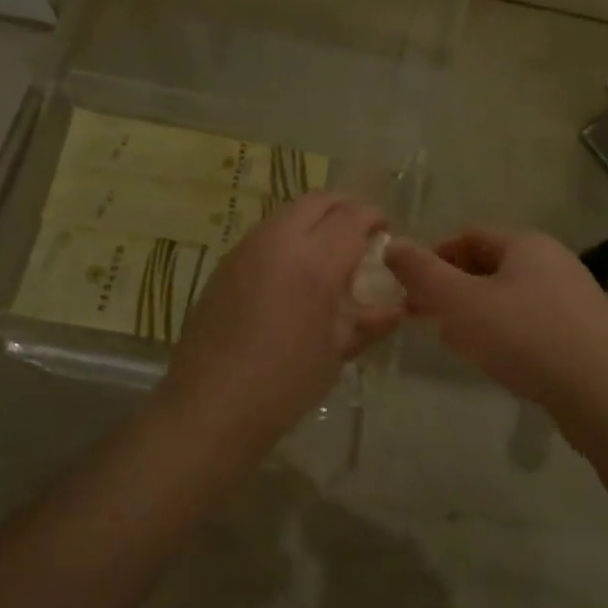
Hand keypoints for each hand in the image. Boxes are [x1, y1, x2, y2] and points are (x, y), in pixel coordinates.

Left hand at [159, 193, 403, 440]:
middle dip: (345, 209)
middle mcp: (278, 241)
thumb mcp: (336, 352)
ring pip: (288, 213)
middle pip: (318, 201)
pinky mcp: (225, 264)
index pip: (352, 217)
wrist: (210, 405)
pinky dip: (289, 238)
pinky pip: (265, 234)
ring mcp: (246, 249)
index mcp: (313, 261)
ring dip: (314, 221)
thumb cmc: (284, 383)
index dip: (374, 218)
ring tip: (328, 254)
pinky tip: (293, 273)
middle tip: (360, 234)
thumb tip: (397, 308)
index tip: (386, 232)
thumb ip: (368, 321)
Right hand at [385, 229, 607, 411]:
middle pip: (489, 266)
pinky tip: (498, 361)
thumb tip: (392, 245)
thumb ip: (421, 273)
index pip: (468, 237)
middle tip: (431, 319)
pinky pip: (533, 322)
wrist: (605, 395)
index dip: (435, 258)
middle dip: (454, 289)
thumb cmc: (525, 338)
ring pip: (510, 296)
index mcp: (526, 244)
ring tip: (459, 344)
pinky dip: (507, 333)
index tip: (413, 290)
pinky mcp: (585, 333)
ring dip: (478, 313)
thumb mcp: (459, 302)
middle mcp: (554, 261)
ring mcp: (574, 298)